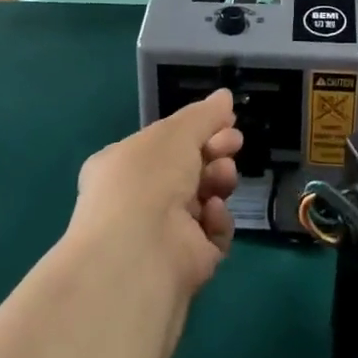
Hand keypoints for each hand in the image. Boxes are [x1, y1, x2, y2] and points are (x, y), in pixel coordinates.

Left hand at [70, 90, 241, 294]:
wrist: (138, 254)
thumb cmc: (147, 179)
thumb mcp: (175, 133)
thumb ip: (203, 115)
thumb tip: (225, 96)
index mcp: (123, 164)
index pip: (165, 143)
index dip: (197, 130)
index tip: (226, 121)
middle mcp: (138, 199)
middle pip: (188, 169)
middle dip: (214, 153)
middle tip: (233, 144)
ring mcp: (162, 232)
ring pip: (204, 198)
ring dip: (218, 182)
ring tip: (222, 178)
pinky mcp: (186, 262)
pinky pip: (212, 233)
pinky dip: (217, 221)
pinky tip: (211, 215)